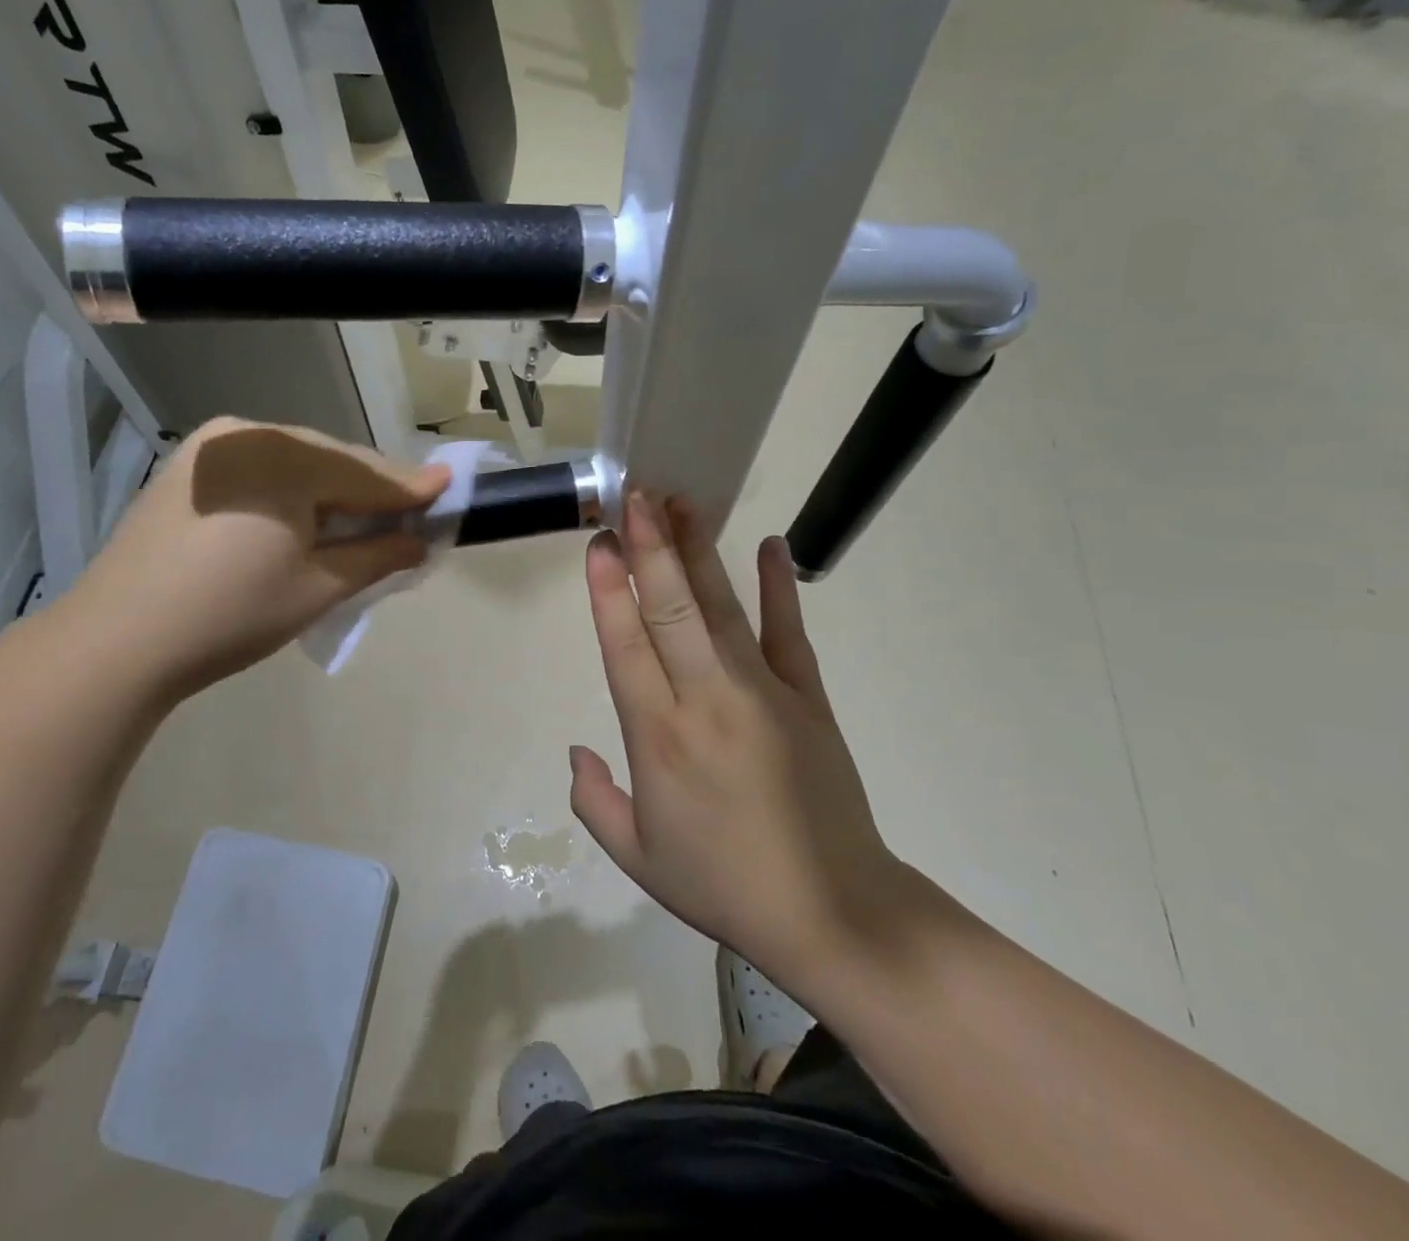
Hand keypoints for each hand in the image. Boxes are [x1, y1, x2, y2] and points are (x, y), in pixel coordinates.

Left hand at [66, 418, 449, 697]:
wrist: (116, 641)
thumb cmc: (230, 614)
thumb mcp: (317, 588)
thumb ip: (377, 555)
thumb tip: (418, 540)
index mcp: (284, 458)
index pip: (364, 473)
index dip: (410, 487)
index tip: (450, 485)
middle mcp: (248, 435)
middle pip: (330, 461)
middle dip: (370, 489)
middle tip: (408, 511)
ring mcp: (212, 449)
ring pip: (295, 463)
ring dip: (332, 490)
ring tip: (361, 518)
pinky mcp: (189, 469)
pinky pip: (261, 471)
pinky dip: (292, 491)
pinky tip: (304, 517)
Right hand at [570, 492, 905, 995]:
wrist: (831, 913)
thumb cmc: (724, 884)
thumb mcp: (638, 857)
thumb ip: (594, 801)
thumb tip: (576, 749)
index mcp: (660, 738)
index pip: (626, 647)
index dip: (611, 591)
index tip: (600, 544)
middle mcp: (707, 701)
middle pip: (672, 610)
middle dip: (650, 549)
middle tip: (636, 496)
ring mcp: (763, 693)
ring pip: (722, 608)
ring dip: (699, 552)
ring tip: (680, 503)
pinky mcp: (809, 698)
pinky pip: (789, 632)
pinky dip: (779, 587)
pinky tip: (771, 545)